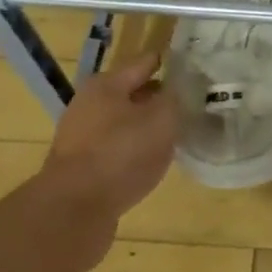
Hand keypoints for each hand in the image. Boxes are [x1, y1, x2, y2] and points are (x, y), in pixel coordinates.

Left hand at [37, 49, 177, 224]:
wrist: (75, 208)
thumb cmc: (120, 154)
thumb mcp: (161, 120)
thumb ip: (176, 99)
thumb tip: (183, 87)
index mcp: (106, 84)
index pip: (145, 62)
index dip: (171, 63)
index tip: (196, 66)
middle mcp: (89, 104)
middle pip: (133, 93)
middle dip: (161, 97)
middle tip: (193, 103)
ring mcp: (83, 136)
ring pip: (125, 123)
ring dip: (149, 126)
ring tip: (178, 134)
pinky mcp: (83, 166)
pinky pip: (117, 149)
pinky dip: (136, 150)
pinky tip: (154, 161)